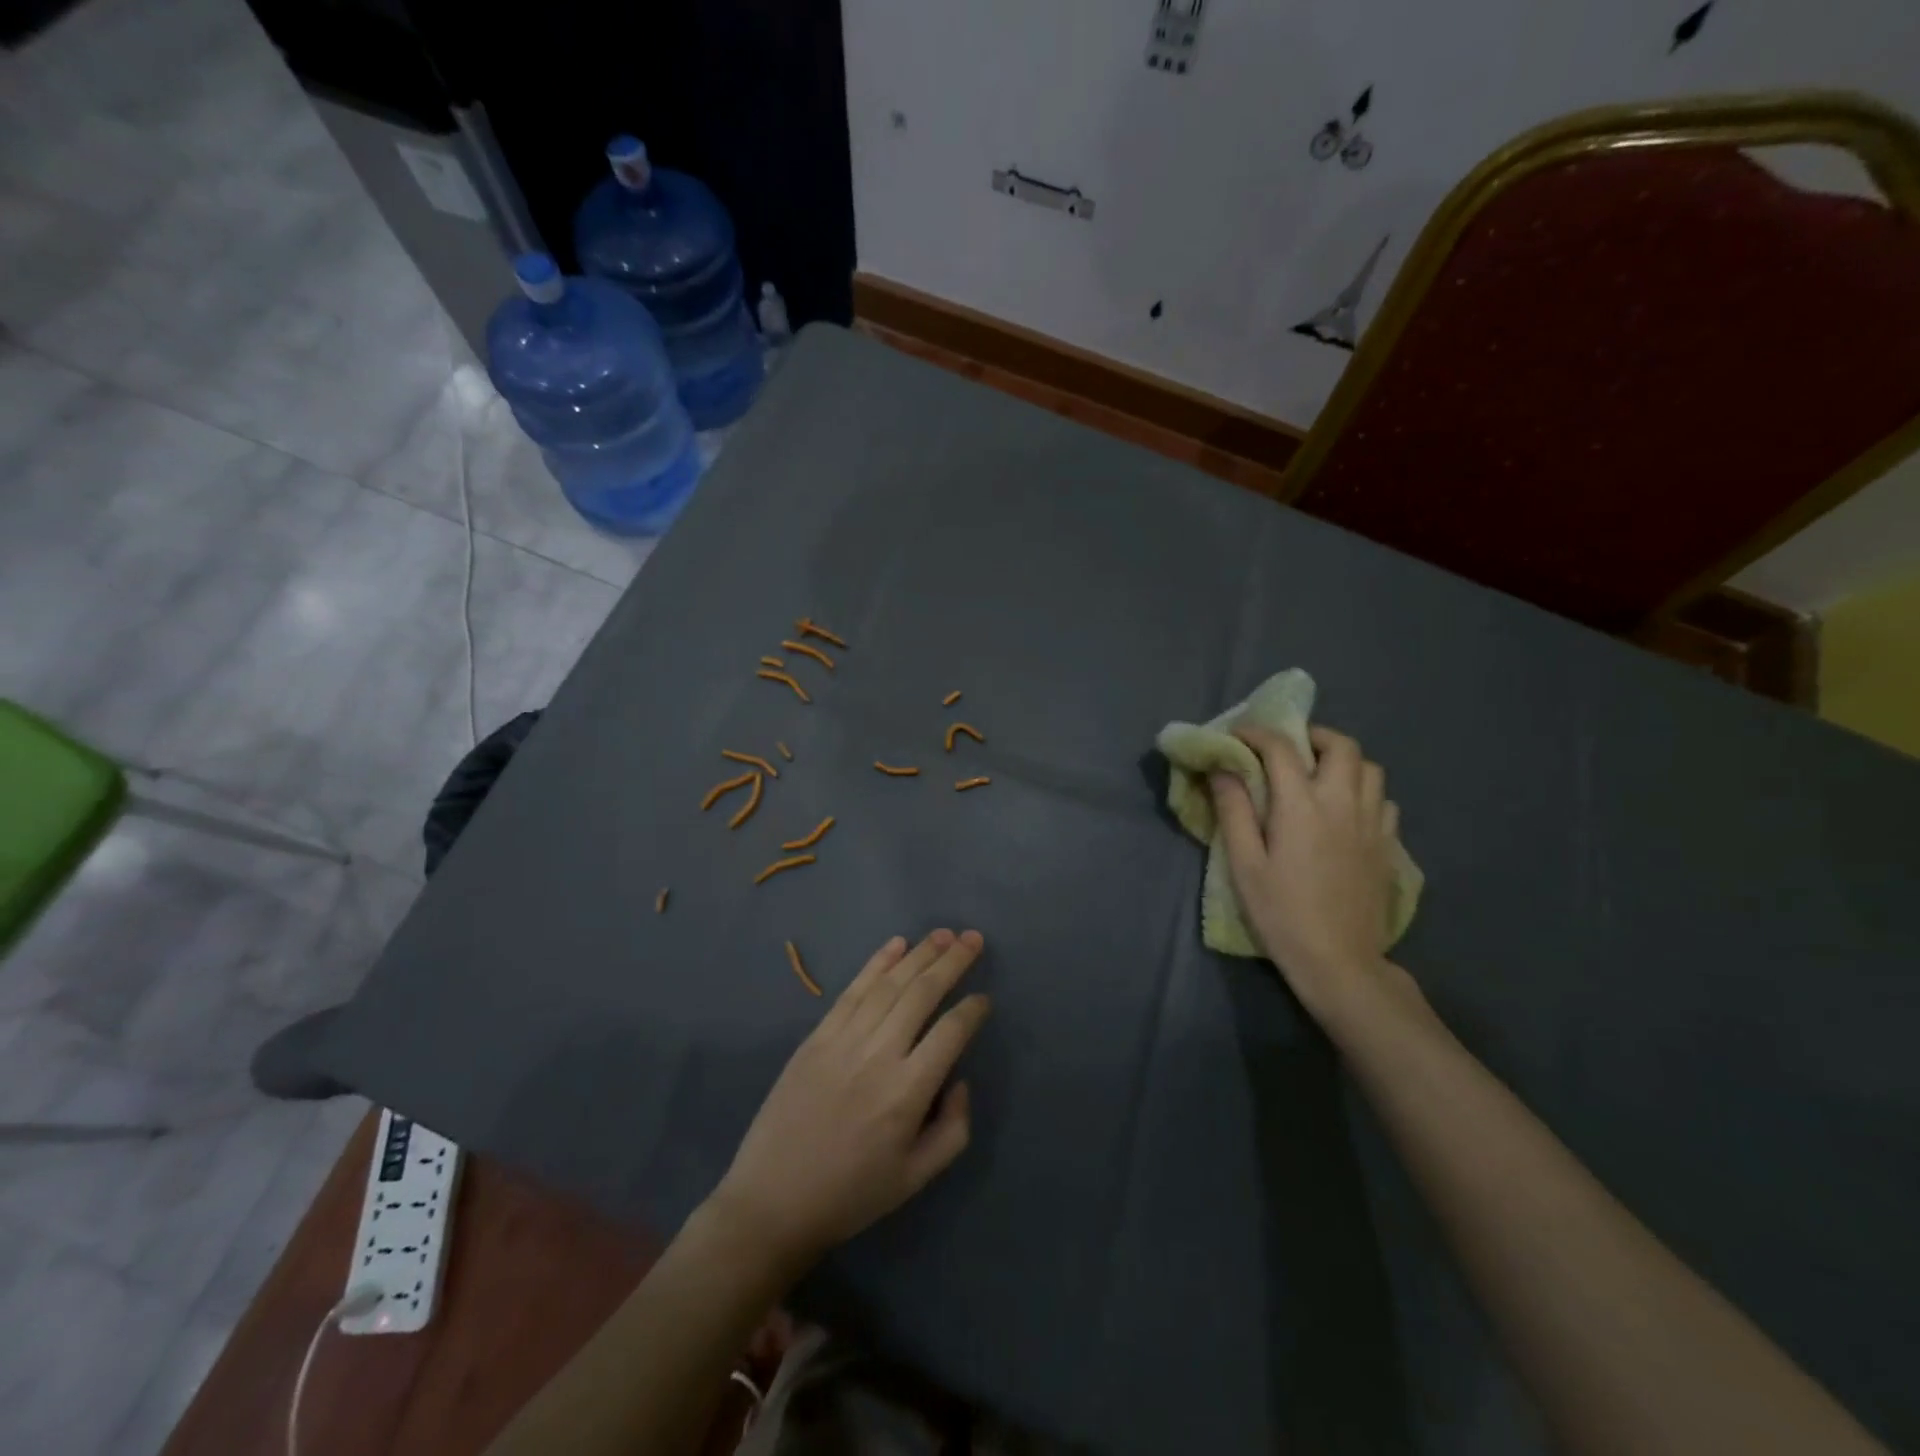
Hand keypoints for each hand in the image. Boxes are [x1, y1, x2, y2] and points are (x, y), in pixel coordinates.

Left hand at [710, 930, 991, 1272]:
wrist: (772, 1202)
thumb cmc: (851, 1194)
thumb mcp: (916, 1178)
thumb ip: (953, 1129)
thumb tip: (959, 1079)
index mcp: (907, 1093)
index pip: (950, 1033)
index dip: (972, 1010)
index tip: (984, 998)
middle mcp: (878, 1055)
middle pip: (922, 994)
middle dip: (952, 962)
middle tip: (974, 938)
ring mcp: (843, 1040)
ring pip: (889, 985)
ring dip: (919, 955)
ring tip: (944, 934)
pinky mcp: (816, 1037)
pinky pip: (852, 991)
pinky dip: (876, 963)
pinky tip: (896, 944)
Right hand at [1211, 725, 1403, 1021]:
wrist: (1339, 960)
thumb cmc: (1281, 912)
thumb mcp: (1244, 863)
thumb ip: (1234, 810)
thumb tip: (1223, 769)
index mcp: (1302, 805)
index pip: (1281, 748)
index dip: (1257, 734)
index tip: (1238, 736)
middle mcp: (1342, 802)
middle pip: (1341, 745)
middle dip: (1312, 736)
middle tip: (1288, 749)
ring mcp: (1372, 823)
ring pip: (1370, 768)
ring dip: (1342, 760)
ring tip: (1318, 775)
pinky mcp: (1387, 845)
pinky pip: (1383, 800)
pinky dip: (1363, 791)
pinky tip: (1344, 810)